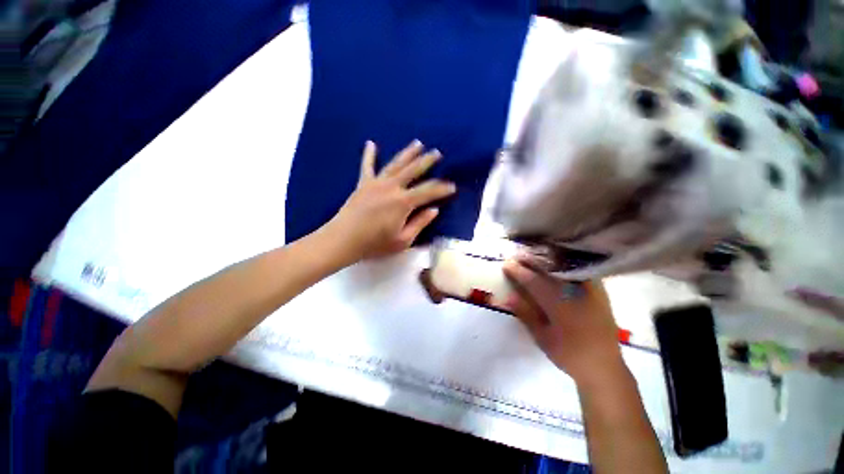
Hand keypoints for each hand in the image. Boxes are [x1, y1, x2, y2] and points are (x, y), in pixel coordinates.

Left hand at [325, 140, 455, 262]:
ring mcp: (376, 183)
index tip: (453, 186)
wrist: (344, 240)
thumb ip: (420, 223)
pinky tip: (371, 143)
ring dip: (408, 153)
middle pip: (413, 170)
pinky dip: (369, 154)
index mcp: (403, 202)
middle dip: (427, 161)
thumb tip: (434, 210)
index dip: (442, 189)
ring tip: (418, 143)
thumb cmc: (375, 244)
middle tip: (437, 152)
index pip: (428, 192)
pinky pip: (367, 166)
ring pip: (395, 164)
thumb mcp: (403, 240)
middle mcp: (392, 187)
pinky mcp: (363, 184)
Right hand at [503, 260, 625, 385]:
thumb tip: (509, 296)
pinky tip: (556, 264)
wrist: (604, 367)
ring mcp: (591, 290)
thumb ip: (526, 314)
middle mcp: (576, 293)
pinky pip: (579, 271)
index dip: (518, 271)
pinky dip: (565, 265)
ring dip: (547, 260)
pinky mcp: (599, 292)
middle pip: (549, 269)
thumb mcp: (542, 338)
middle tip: (517, 256)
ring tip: (533, 257)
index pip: (534, 281)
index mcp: (560, 305)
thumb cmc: (569, 355)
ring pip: (565, 267)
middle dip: (531, 261)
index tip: (506, 264)